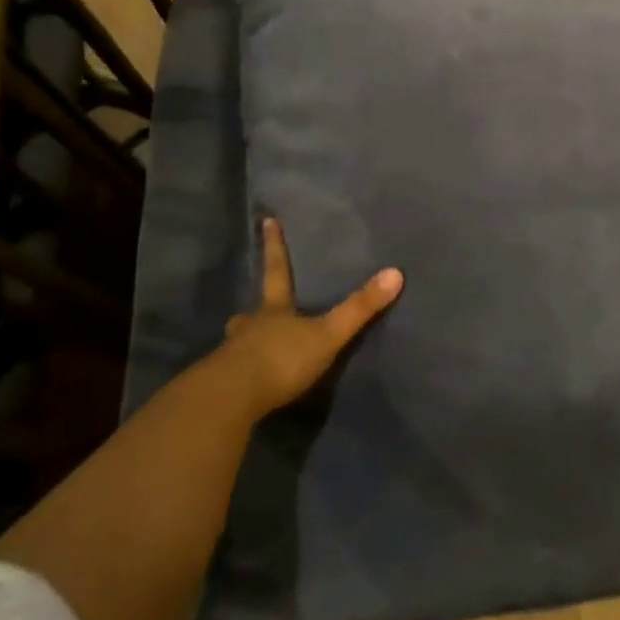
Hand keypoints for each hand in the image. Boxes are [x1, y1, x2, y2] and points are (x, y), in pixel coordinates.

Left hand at [216, 218, 402, 415]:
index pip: (277, 271)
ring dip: (246, 343)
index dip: (274, 246)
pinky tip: (248, 385)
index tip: (266, 221)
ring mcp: (232, 356)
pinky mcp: (224, 386)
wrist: (232, 398)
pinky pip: (233, 374)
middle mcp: (250, 327)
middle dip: (253, 312)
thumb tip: (396, 272)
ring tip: (252, 350)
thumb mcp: (328, 334)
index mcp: (274, 310)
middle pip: (251, 313)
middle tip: (251, 313)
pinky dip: (241, 375)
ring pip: (239, 343)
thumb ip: (359, 308)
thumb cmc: (282, 359)